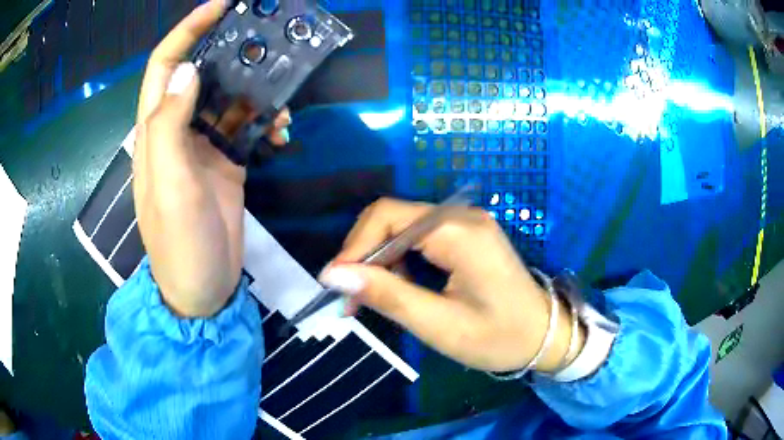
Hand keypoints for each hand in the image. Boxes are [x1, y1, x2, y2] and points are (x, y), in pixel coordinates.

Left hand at [133, 0, 289, 316]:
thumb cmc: (179, 243)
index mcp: (156, 131)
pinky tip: (283, 131)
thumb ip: (169, 126)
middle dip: (229, 51)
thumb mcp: (170, 185)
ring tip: (283, 96)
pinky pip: (246, 127)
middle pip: (201, 73)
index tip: (220, 6)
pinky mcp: (226, 163)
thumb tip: (188, 70)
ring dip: (256, 90)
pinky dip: (266, 122)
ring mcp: (203, 146)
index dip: (187, 31)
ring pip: (228, 98)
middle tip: (266, 38)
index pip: (165, 65)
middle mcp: (177, 130)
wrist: (203, 288)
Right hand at [319, 199, 584, 372]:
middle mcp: (461, 215)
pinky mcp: (466, 234)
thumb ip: (387, 295)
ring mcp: (466, 222)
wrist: (545, 335)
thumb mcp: (439, 324)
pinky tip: (397, 287)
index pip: (387, 217)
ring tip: (370, 298)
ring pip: (402, 227)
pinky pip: (419, 237)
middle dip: (365, 255)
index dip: (354, 248)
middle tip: (352, 298)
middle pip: (393, 217)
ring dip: (380, 260)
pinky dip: (400, 260)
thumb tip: (334, 273)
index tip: (336, 285)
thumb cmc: (498, 337)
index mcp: (458, 231)